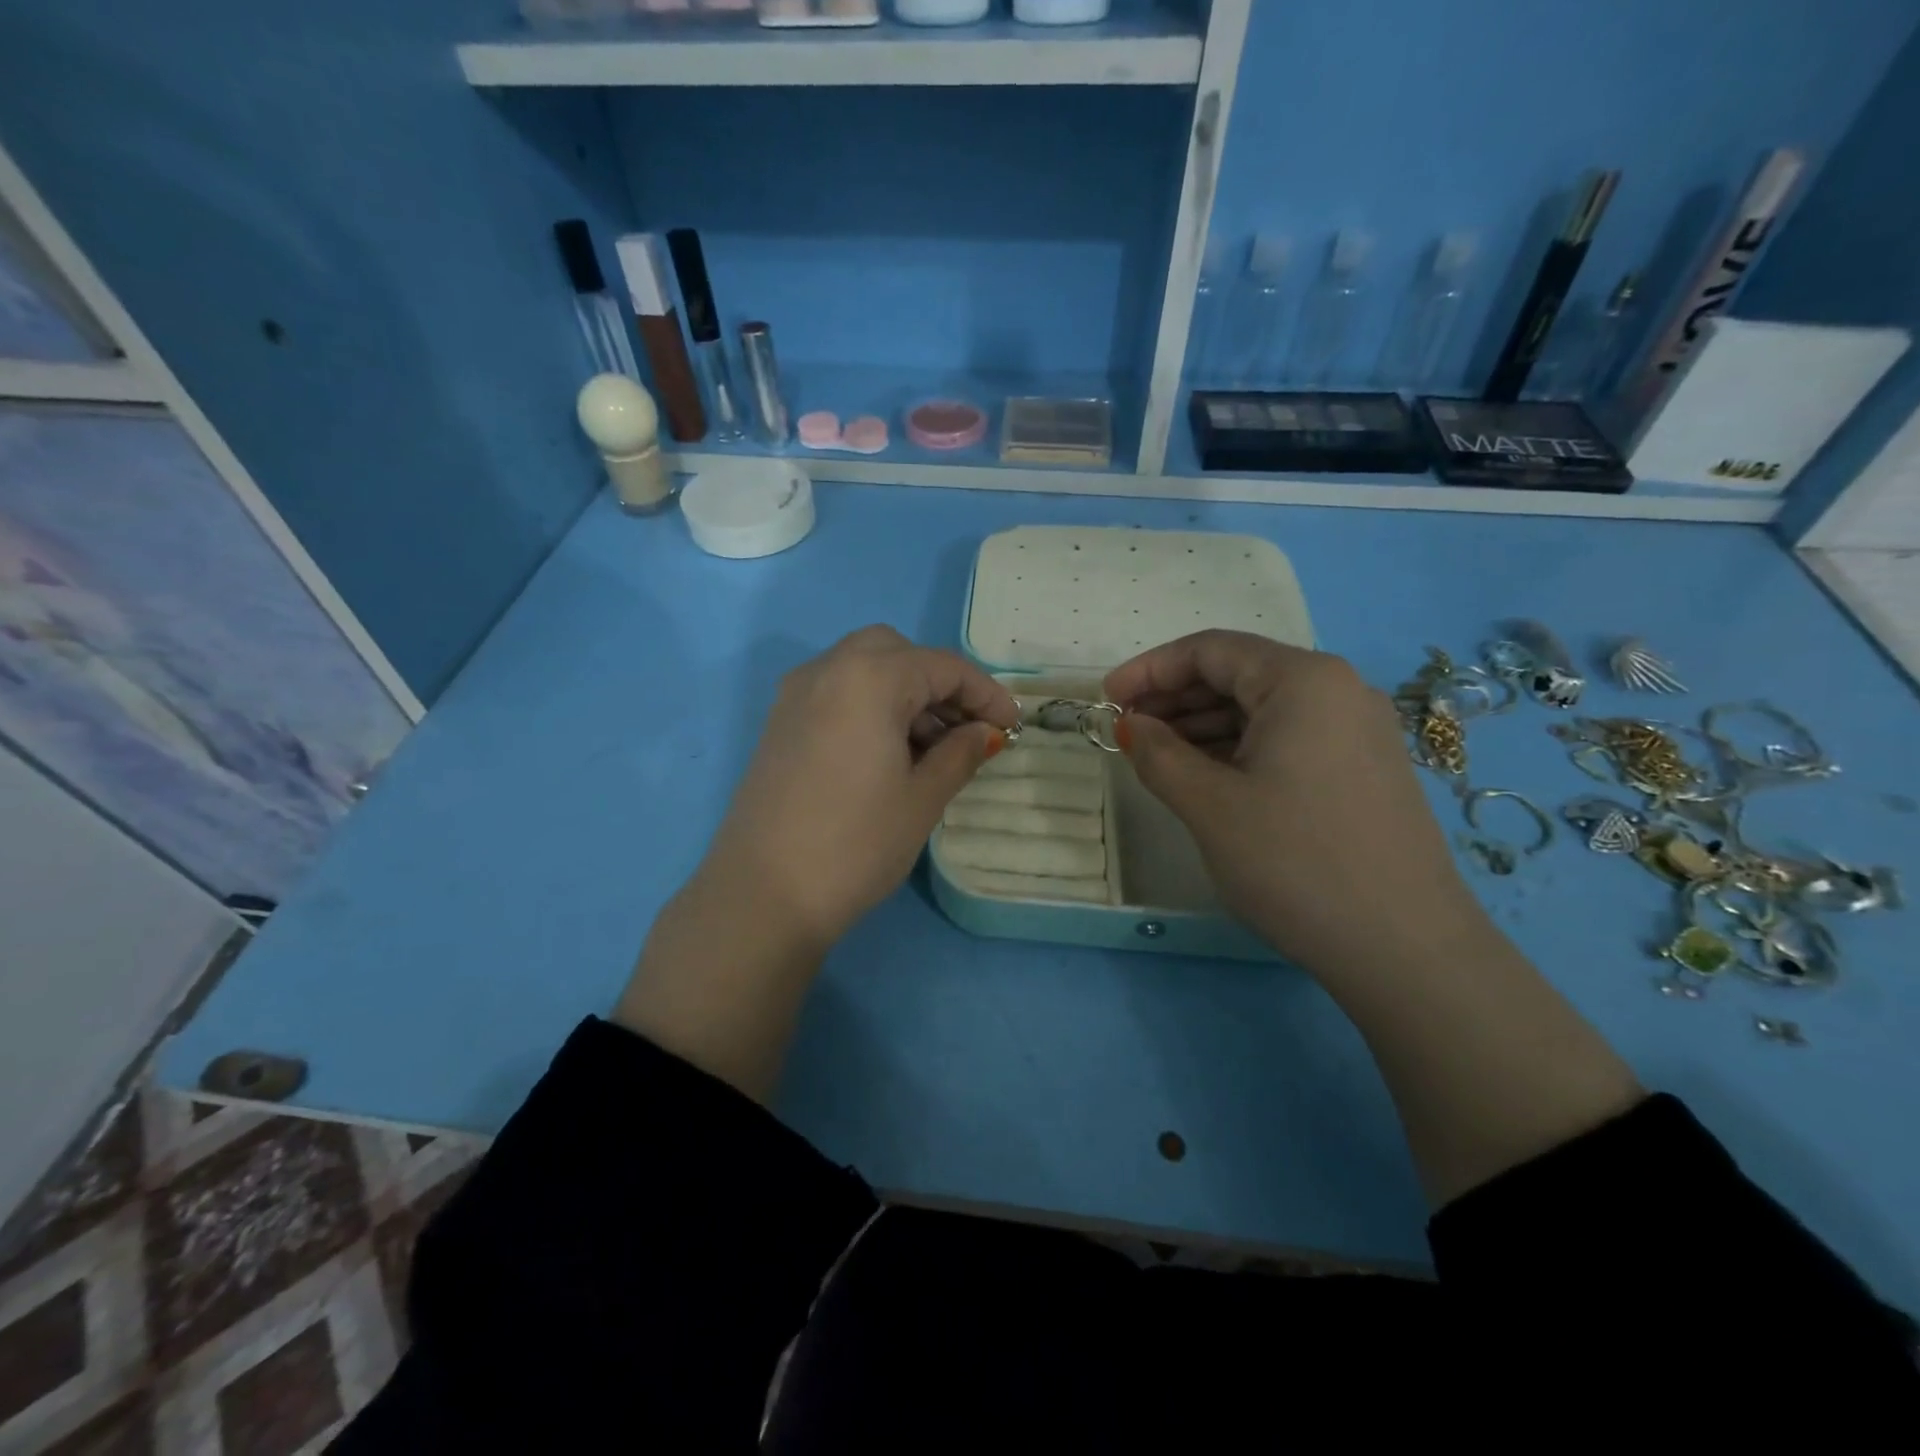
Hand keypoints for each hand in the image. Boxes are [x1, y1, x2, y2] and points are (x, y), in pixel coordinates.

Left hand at [697, 625, 1019, 954]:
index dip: (985, 693)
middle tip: (966, 730)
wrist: (763, 894)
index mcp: (869, 677)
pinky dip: (871, 705)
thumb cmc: (856, 844)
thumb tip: (983, 732)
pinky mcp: (780, 723)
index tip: (1011, 727)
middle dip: (939, 684)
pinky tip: (890, 753)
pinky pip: (837, 692)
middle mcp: (827, 669)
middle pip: (898, 653)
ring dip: (905, 694)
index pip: (942, 666)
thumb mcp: (923, 798)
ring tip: (934, 749)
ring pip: (864, 669)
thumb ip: (960, 753)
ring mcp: (796, 695)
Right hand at [1105, 630, 1478, 975]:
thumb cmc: (1295, 862)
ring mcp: (1358, 730)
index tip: (1106, 699)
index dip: (1149, 669)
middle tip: (1127, 730)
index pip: (1210, 650)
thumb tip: (1131, 725)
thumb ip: (1158, 754)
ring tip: (1156, 756)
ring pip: (1262, 709)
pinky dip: (1239, 748)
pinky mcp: (1363, 768)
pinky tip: (1207, 777)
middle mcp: (1338, 690)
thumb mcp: (1209, 805)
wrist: (1405, 948)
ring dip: (1203, 725)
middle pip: (1239, 674)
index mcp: (1303, 680)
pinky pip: (1288, 738)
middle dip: (1175, 697)